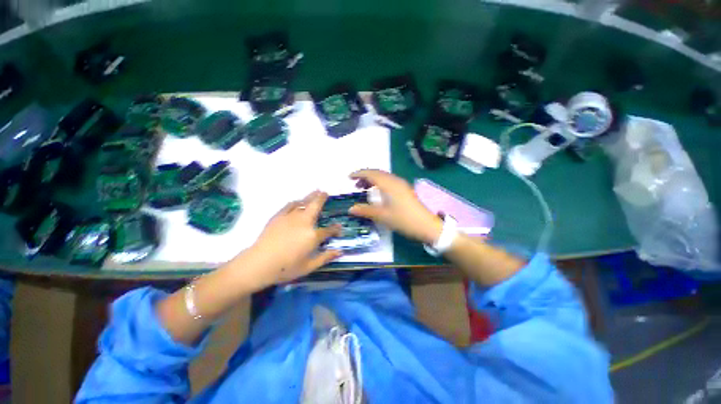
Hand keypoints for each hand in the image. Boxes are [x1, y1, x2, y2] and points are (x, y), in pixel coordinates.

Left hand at [249, 191, 341, 286]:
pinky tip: (299, 201)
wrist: (259, 263)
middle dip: (322, 198)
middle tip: (326, 193)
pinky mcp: (279, 216)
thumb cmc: (286, 268)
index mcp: (313, 235)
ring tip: (316, 191)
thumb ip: (326, 257)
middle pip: (316, 206)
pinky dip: (297, 201)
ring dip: (311, 196)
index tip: (339, 228)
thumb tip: (341, 251)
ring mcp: (291, 217)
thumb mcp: (309, 266)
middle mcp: (304, 222)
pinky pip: (290, 205)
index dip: (336, 229)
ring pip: (304, 202)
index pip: (329, 230)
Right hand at [349, 169, 442, 243]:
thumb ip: (366, 210)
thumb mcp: (383, 216)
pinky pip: (389, 182)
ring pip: (384, 177)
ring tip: (364, 189)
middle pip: (377, 173)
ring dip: (372, 180)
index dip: (359, 174)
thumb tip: (350, 208)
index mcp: (389, 184)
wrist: (426, 225)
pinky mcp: (405, 190)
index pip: (371, 173)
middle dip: (365, 177)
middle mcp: (395, 181)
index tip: (349, 178)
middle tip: (355, 185)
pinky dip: (380, 184)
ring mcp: (401, 185)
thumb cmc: (404, 219)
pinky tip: (377, 193)